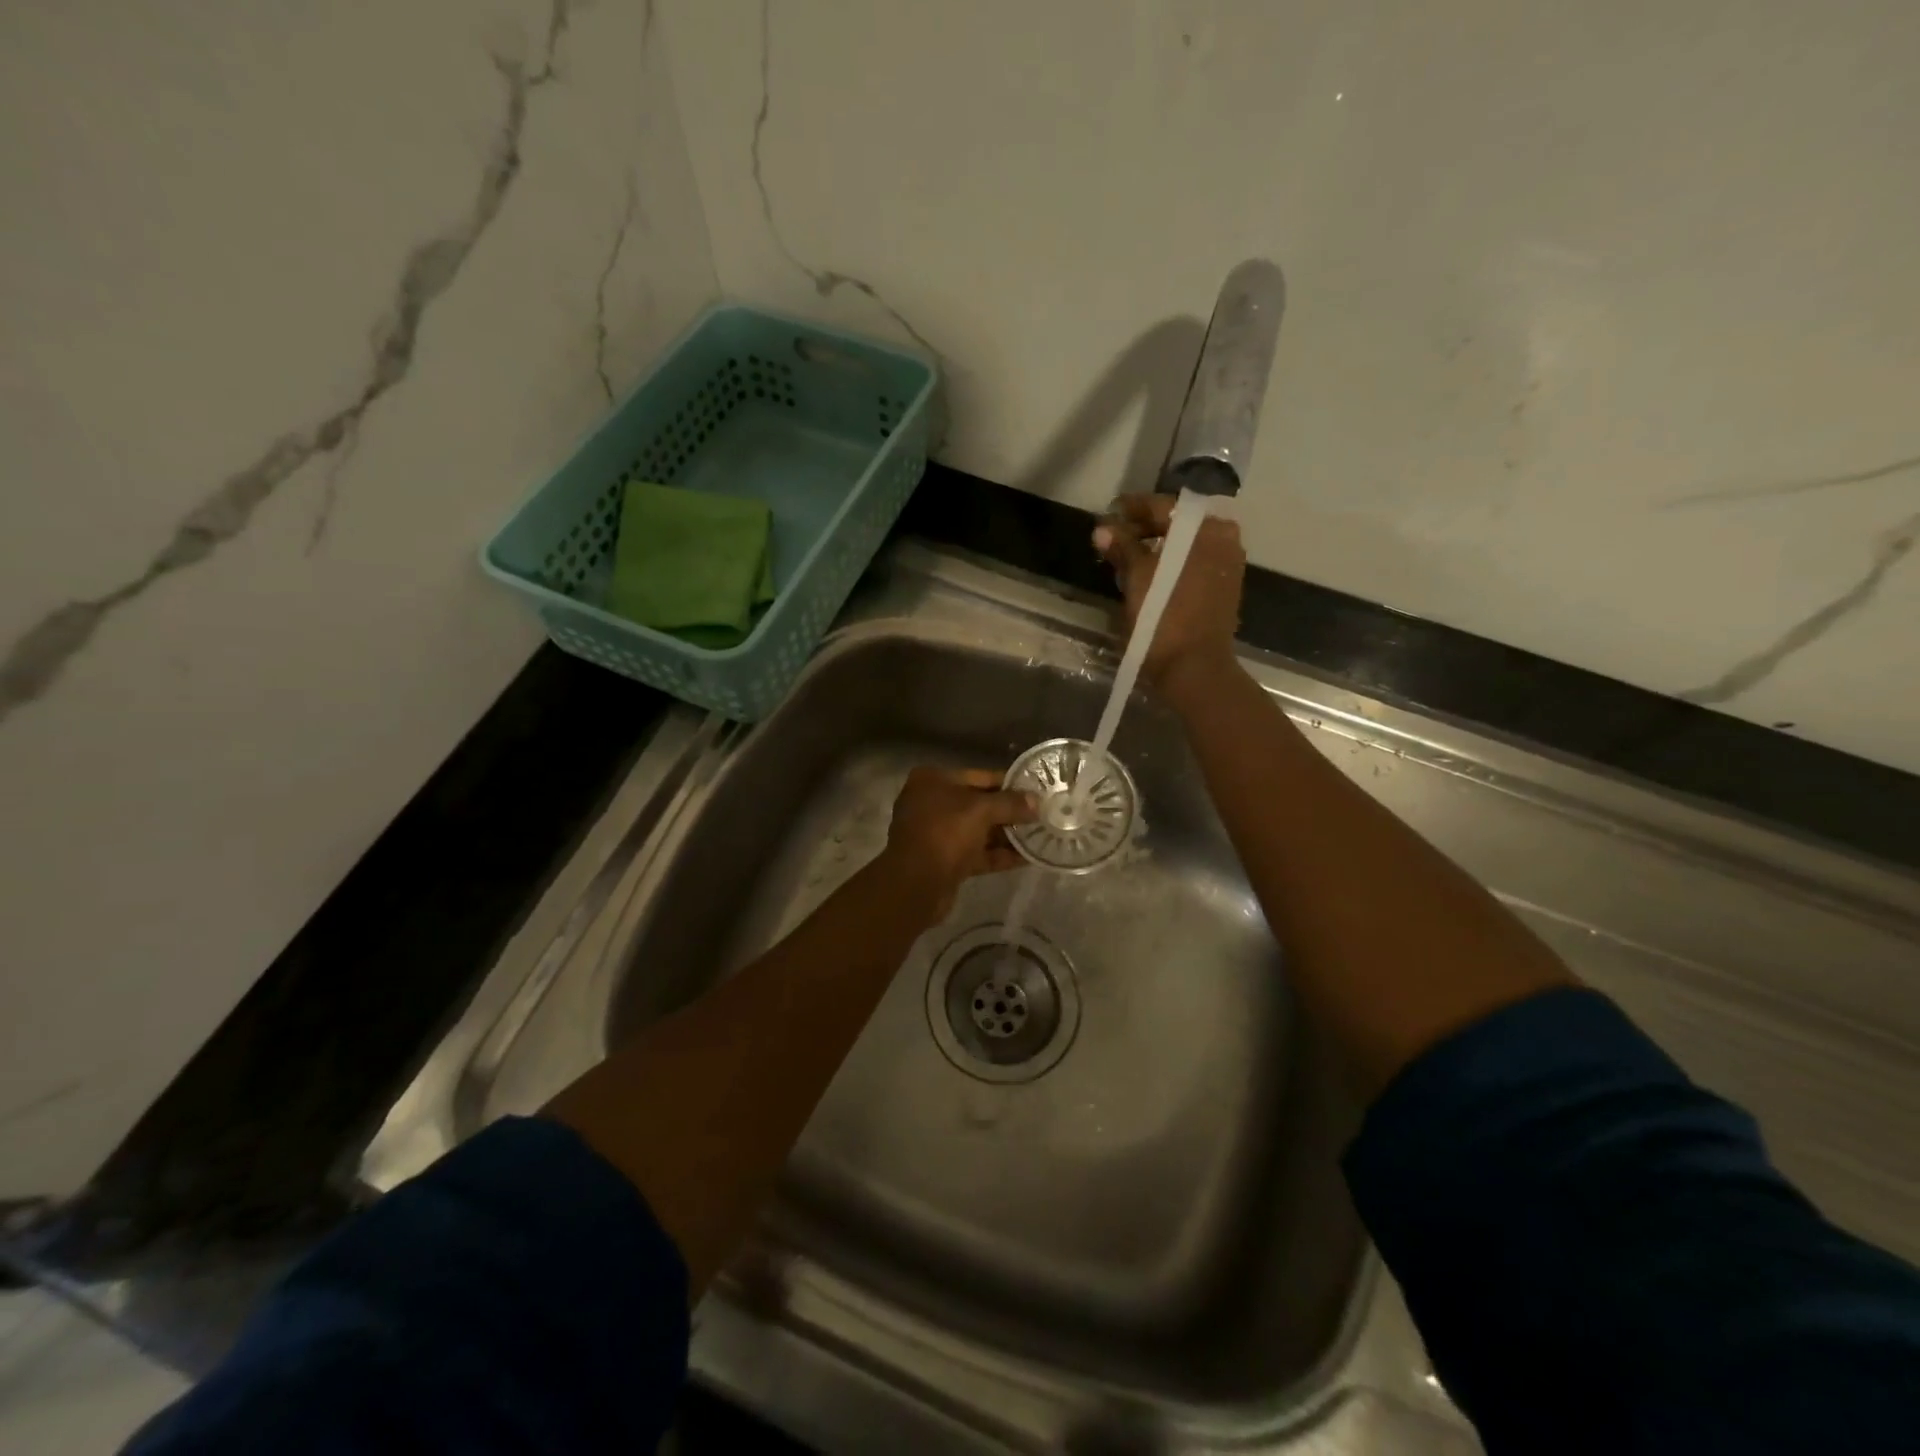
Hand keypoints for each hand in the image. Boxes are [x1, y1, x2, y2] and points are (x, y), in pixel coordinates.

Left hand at [880, 768, 1036, 921]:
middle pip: (979, 804)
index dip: (1009, 783)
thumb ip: (1011, 803)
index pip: (979, 776)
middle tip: (1043, 815)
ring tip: (1041, 835)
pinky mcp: (944, 861)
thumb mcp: (981, 811)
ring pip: (978, 830)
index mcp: (933, 780)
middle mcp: (931, 803)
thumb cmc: (945, 833)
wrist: (916, 885)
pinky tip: (1028, 858)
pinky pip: (977, 853)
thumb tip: (1037, 802)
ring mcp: (936, 833)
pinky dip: (999, 854)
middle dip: (1010, 811)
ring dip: (1007, 834)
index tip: (1036, 790)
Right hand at [1093, 494, 1245, 693]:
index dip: (1133, 508)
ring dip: (1157, 547)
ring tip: (1127, 557)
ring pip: (1186, 545)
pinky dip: (1172, 563)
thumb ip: (1122, 547)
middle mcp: (1224, 539)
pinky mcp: (1224, 589)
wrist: (1194, 667)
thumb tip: (1103, 529)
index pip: (1164, 507)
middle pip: (1178, 525)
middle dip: (1145, 529)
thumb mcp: (1137, 576)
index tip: (1110, 511)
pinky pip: (1194, 564)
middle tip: (1115, 537)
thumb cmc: (1164, 616)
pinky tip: (1149, 575)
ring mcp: (1227, 565)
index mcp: (1206, 529)